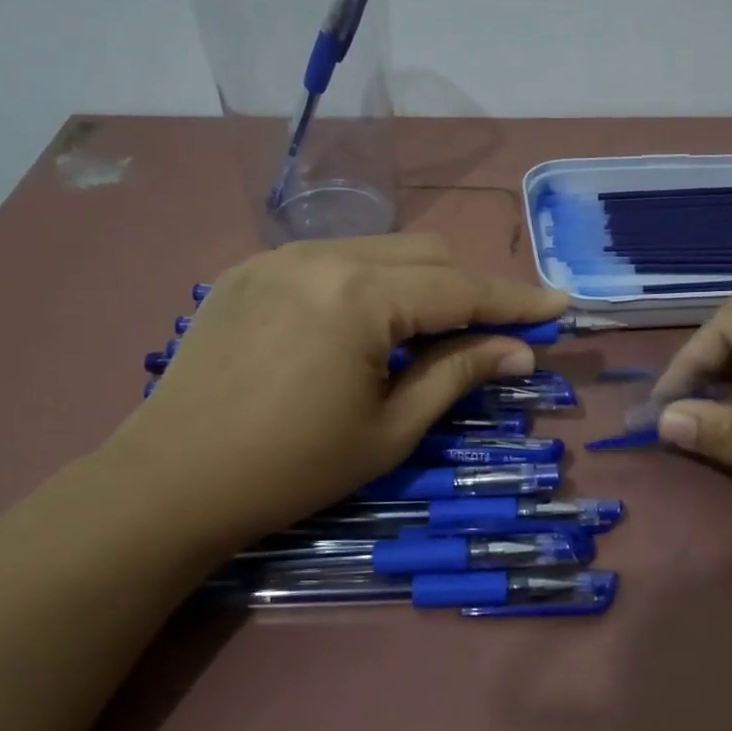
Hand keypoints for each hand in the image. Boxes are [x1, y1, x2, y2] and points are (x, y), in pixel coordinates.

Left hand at [101, 235, 567, 552]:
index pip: (460, 289)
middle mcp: (323, 254)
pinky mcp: (250, 268)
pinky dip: (370, 282)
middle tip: (499, 330)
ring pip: (380, 249)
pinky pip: (333, 259)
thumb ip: (459, 375)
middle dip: (470, 288)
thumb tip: (520, 351)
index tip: (560, 305)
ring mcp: (280, 256)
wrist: (171, 481)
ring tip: (434, 332)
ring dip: (421, 283)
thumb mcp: (391, 430)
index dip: (515, 301)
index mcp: (361, 296)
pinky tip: (367, 324)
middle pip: (426, 254)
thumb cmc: (292, 468)